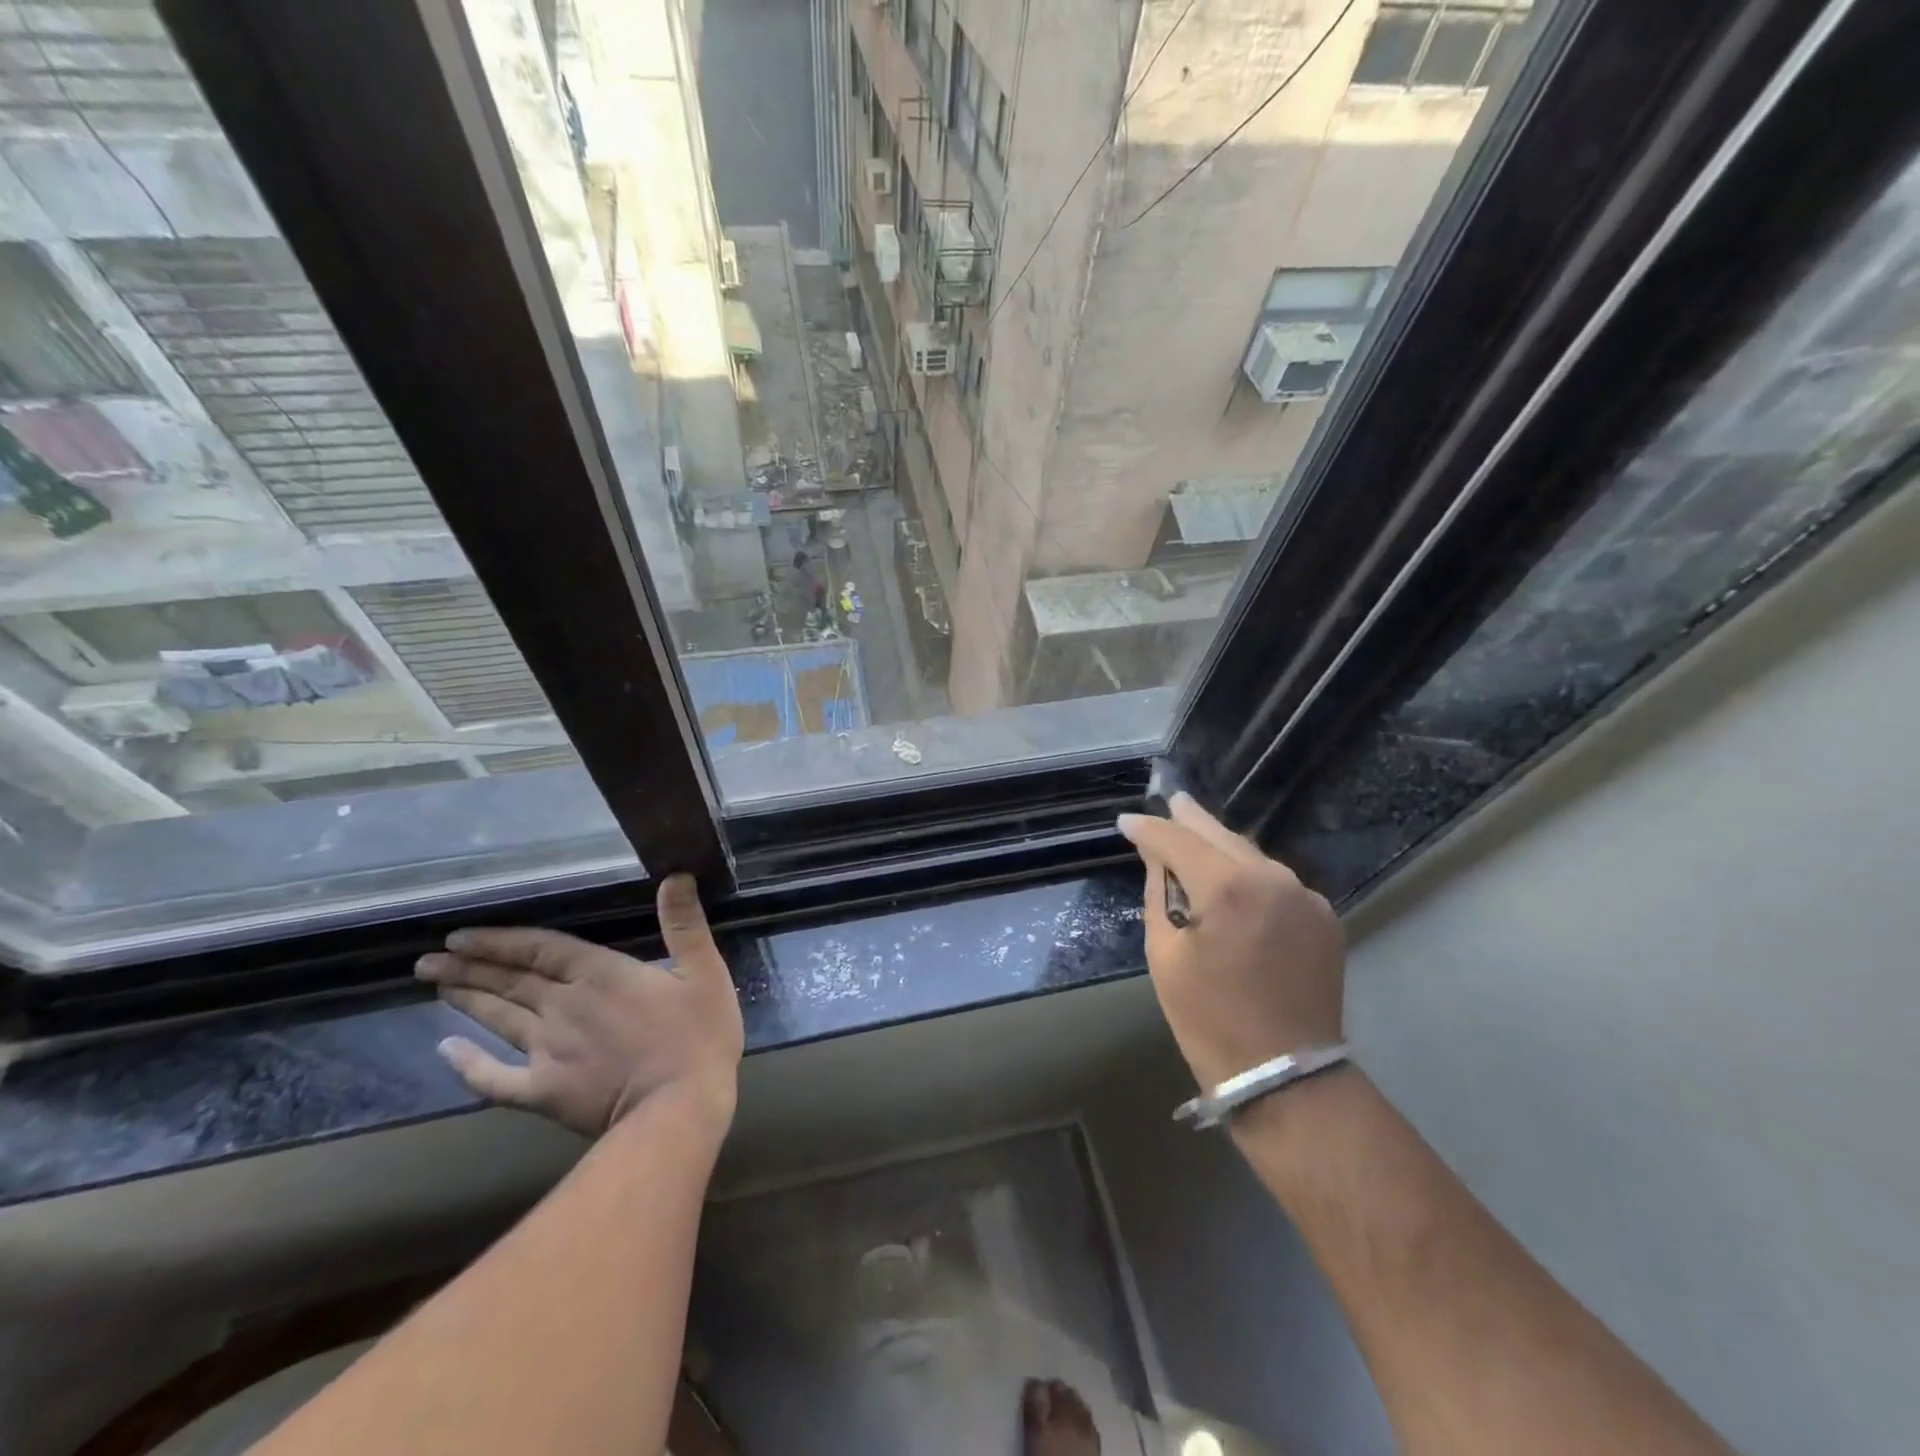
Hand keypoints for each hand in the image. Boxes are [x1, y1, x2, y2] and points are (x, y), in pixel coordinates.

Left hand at [415, 874, 744, 1137]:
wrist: (677, 1109)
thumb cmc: (698, 1036)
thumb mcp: (705, 971)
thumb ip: (685, 924)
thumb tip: (675, 875)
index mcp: (599, 974)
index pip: (539, 949)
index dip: (499, 941)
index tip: (459, 936)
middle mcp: (562, 1006)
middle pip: (510, 981)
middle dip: (469, 967)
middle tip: (429, 960)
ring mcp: (547, 1051)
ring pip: (498, 1019)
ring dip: (467, 1000)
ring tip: (436, 985)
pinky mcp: (542, 1091)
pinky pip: (494, 1079)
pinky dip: (467, 1065)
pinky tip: (445, 1051)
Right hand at [1117, 794, 1344, 1093]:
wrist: (1287, 1076)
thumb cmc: (1209, 1019)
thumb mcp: (1165, 956)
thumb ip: (1160, 895)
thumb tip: (1158, 859)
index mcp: (1229, 887)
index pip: (1178, 841)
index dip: (1149, 830)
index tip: (1125, 823)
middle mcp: (1273, 878)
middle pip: (1222, 836)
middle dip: (1191, 819)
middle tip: (1171, 801)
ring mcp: (1305, 897)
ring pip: (1252, 856)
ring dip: (1221, 846)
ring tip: (1195, 834)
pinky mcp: (1323, 918)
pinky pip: (1275, 882)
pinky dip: (1249, 874)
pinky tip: (1233, 878)